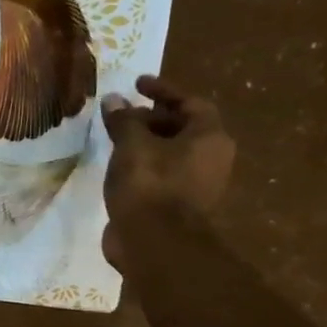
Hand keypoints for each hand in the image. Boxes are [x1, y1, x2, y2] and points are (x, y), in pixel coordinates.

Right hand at [100, 75, 234, 272]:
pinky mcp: (178, 205)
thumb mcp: (131, 145)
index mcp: (209, 137)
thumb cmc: (149, 184)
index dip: (163, 91)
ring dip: (146, 143)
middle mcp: (211, 158)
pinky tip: (119, 167)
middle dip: (151, 118)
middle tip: (122, 115)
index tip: (136, 84)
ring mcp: (197, 184)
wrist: (155, 242)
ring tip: (116, 139)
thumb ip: (123, 120)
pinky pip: (162, 174)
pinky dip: (143, 165)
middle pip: (183, 128)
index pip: (190, 103)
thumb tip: (114, 99)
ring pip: (171, 153)